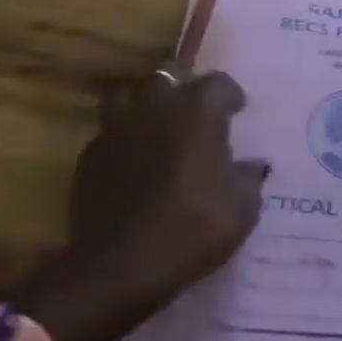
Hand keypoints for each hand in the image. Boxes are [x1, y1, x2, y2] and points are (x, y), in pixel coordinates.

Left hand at [23, 67, 267, 340]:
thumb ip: (248, 176)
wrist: (120, 268)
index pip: (219, 82)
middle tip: (197, 111)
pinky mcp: (90, 155)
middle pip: (170, 73)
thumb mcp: (242, 207)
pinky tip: (134, 160)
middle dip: (185, 85)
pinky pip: (110, 131)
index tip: (237, 113)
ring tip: (159, 125)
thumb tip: (251, 165)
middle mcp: (157, 106)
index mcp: (199, 110)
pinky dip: (124, 137)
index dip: (230, 96)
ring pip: (130, 94)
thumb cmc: (193, 228)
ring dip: (146, 103)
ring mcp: (117, 128)